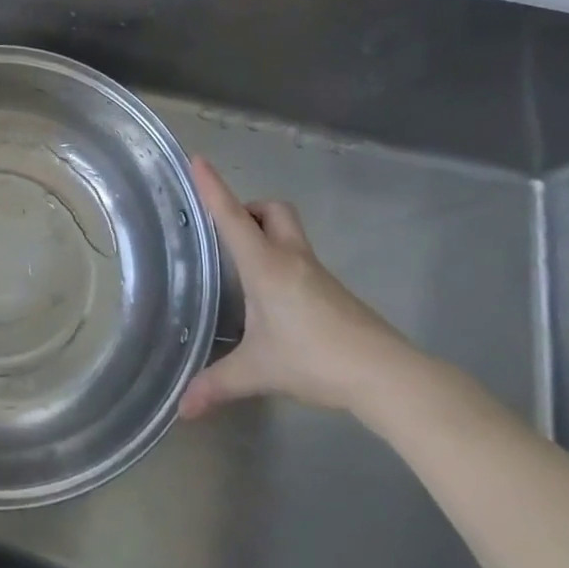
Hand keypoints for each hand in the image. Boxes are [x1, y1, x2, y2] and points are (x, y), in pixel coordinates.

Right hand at [179, 157, 416, 418]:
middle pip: (273, 209)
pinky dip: (282, 262)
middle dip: (249, 209)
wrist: (386, 375)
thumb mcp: (259, 371)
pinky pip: (300, 259)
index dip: (213, 187)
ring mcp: (316, 272)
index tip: (197, 159)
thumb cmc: (315, 359)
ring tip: (244, 267)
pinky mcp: (332, 290)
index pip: (232, 216)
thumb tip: (182, 408)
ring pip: (288, 232)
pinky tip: (275, 298)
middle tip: (229, 232)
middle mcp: (290, 257)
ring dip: (266, 234)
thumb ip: (218, 384)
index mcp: (266, 265)